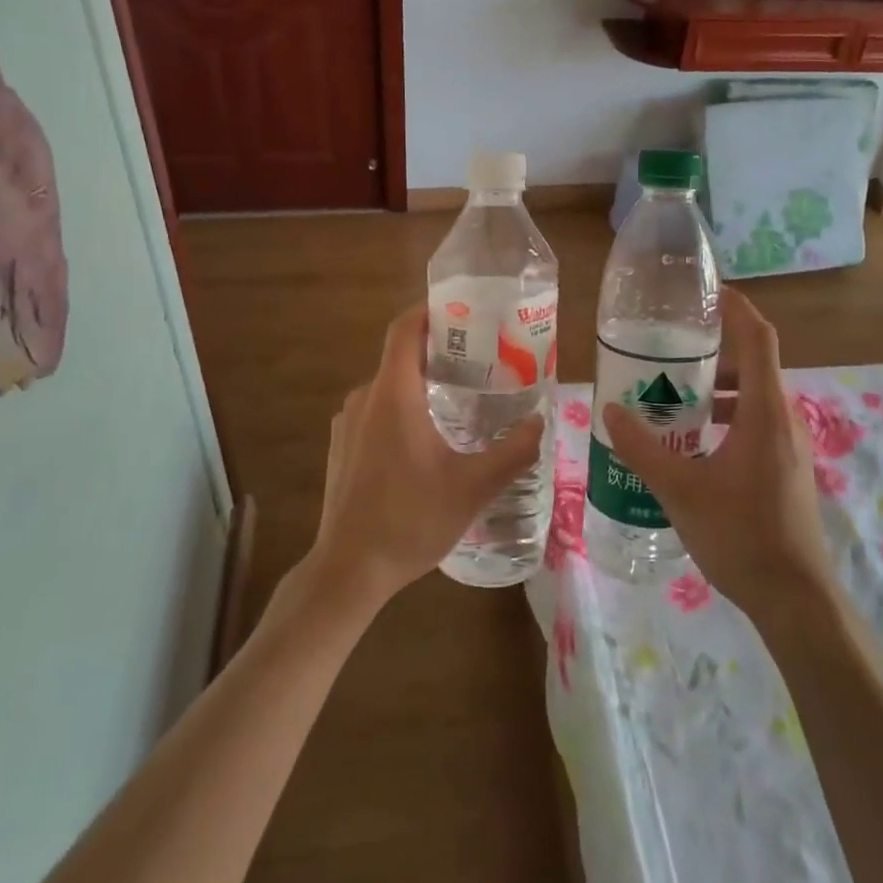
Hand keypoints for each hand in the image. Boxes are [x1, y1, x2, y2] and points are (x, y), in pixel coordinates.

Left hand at [308, 305, 543, 608]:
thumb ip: (512, 453)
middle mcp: (364, 399)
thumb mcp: (472, 488)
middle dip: (439, 352)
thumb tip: (540, 423)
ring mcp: (347, 424)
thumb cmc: (409, 521)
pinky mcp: (341, 447)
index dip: (429, 310)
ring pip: (390, 387)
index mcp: (393, 395)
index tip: (463, 310)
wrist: (348, 571)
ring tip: (463, 401)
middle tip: (482, 362)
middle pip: (401, 356)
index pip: (404, 329)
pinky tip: (429, 441)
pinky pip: (376, 411)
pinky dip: (403, 409)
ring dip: (422, 384)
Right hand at [603, 287, 834, 620]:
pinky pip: (753, 421)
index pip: (758, 338)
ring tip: (669, 392)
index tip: (704, 291)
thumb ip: (642, 448)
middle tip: (666, 348)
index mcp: (764, 412)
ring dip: (715, 386)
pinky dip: (723, 414)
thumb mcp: (680, 491)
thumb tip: (609, 409)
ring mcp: (788, 444)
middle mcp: (782, 418)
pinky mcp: (784, 466)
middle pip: (752, 363)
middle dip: (711, 349)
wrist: (795, 599)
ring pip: (752, 395)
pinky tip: (689, 440)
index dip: (735, 307)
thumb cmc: (741, 537)